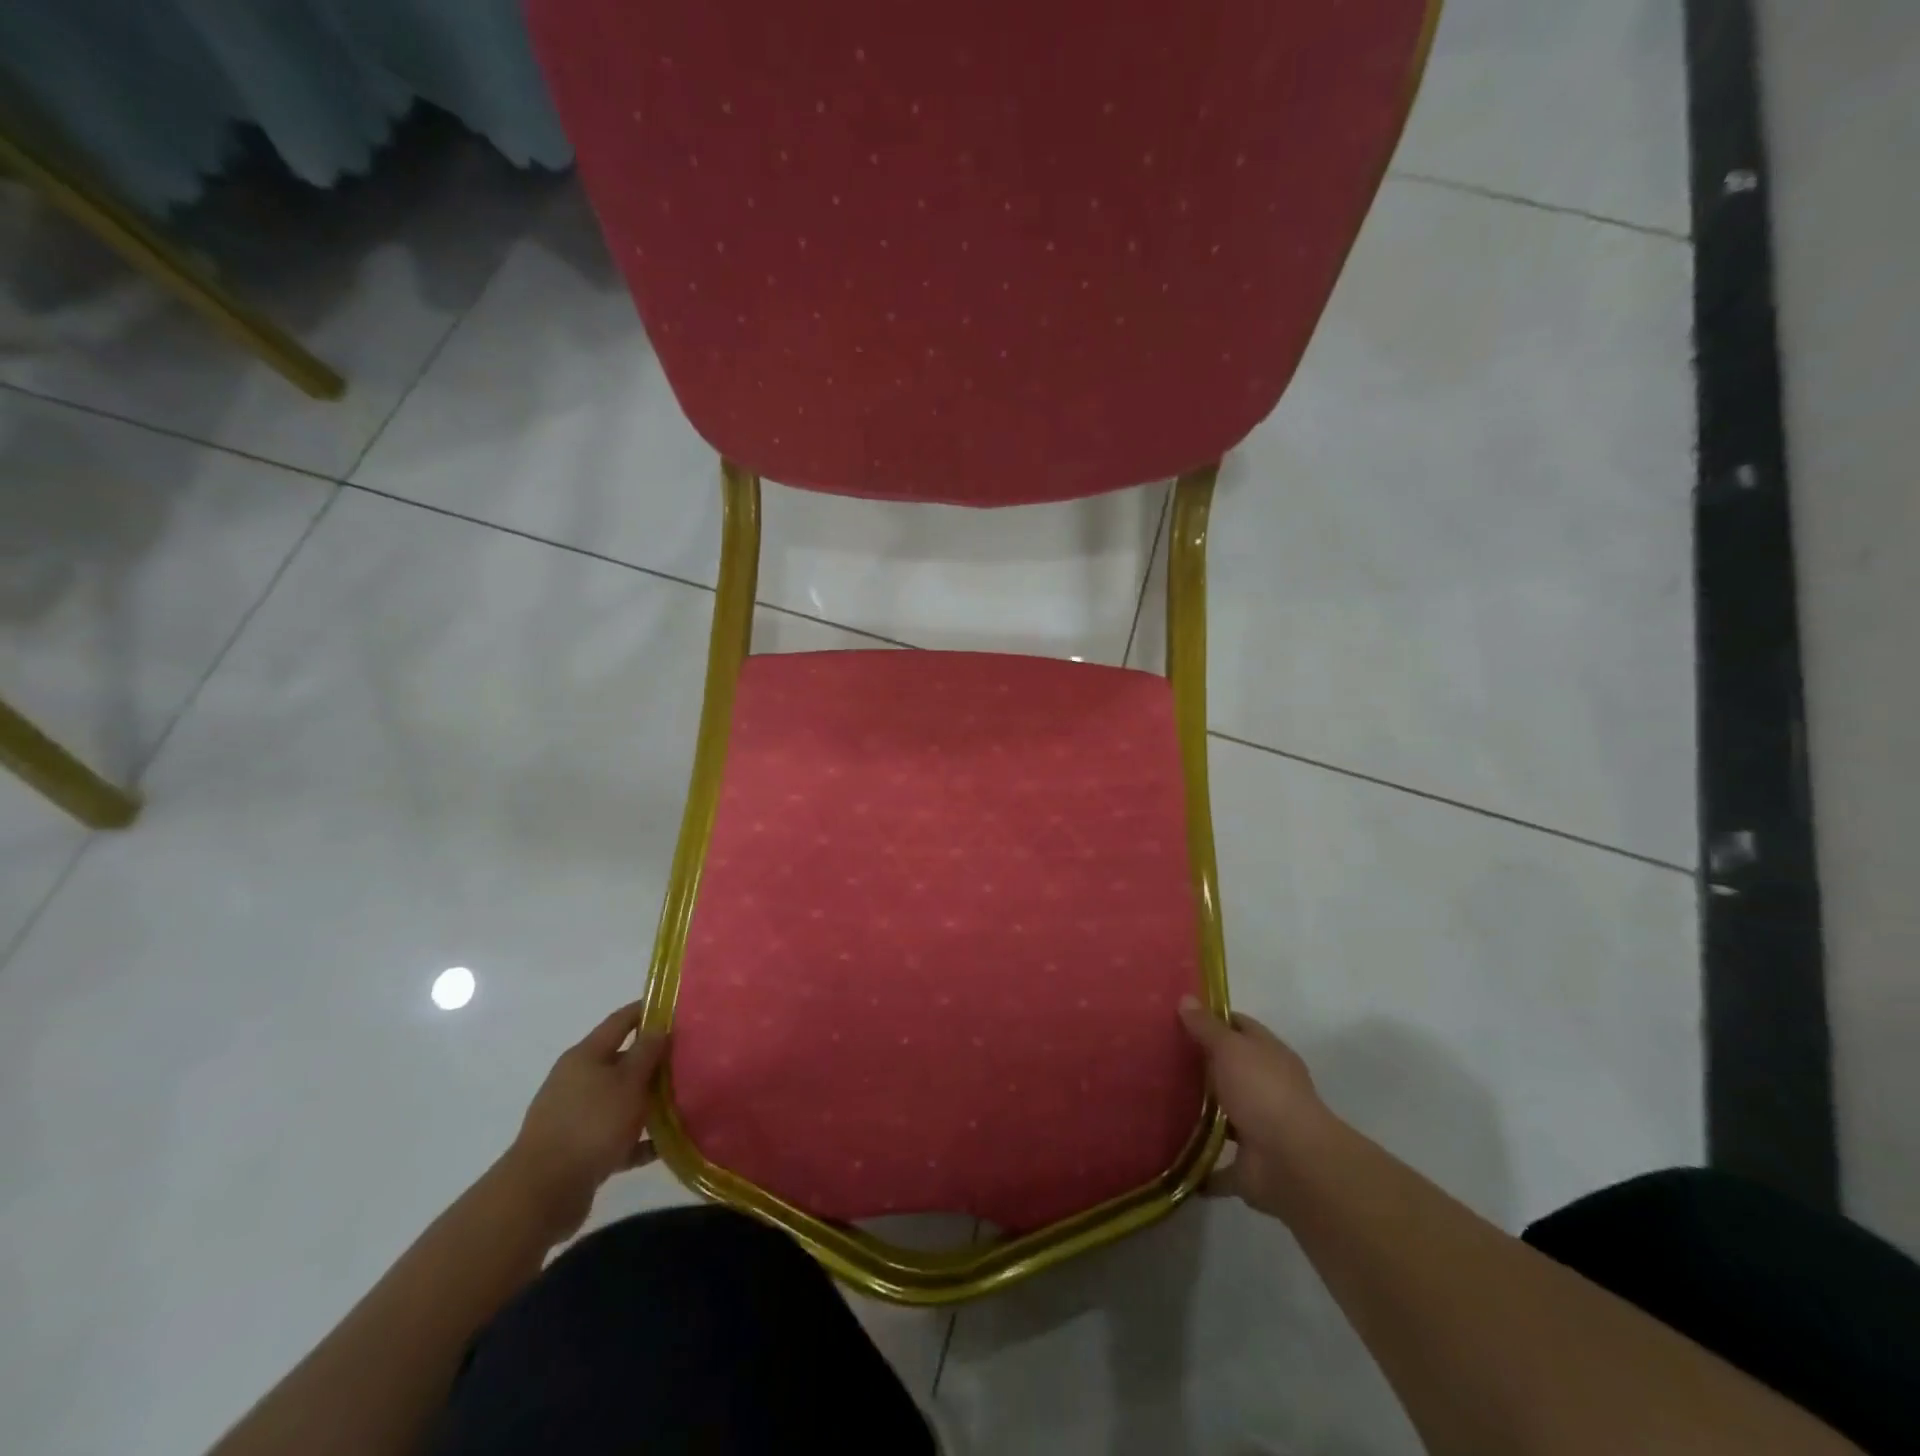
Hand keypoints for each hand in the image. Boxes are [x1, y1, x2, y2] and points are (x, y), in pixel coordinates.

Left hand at [498, 1001, 668, 1243]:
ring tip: (683, 1102)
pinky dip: (637, 1138)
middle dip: (653, 1060)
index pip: (621, 1021)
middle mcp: (577, 1080)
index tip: (677, 1008)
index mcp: (585, 1056)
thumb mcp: (628, 1082)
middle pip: (621, 1061)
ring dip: (648, 1101)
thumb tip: (659, 1026)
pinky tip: (664, 1145)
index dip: (647, 1011)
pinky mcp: (577, 1149)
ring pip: (620, 1099)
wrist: (542, 1193)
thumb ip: (647, 1052)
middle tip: (689, 1058)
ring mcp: (575, 1116)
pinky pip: (616, 1136)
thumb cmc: (591, 1125)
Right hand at [1179, 996, 1329, 1218]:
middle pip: (1231, 1071)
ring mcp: (1260, 1130)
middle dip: (1201, 1066)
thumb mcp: (1231, 1049)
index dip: (1213, 1019)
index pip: (1240, 1027)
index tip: (1178, 1017)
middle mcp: (1267, 1089)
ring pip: (1226, 1117)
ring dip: (1201, 1115)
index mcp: (1269, 1056)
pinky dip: (1202, 1166)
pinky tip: (1172, 1157)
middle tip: (1157, 1057)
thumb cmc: (1263, 1092)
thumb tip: (1185, 999)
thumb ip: (1207, 1027)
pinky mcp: (1250, 1168)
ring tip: (1158, 1103)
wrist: (1294, 1164)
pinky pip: (1220, 1166)